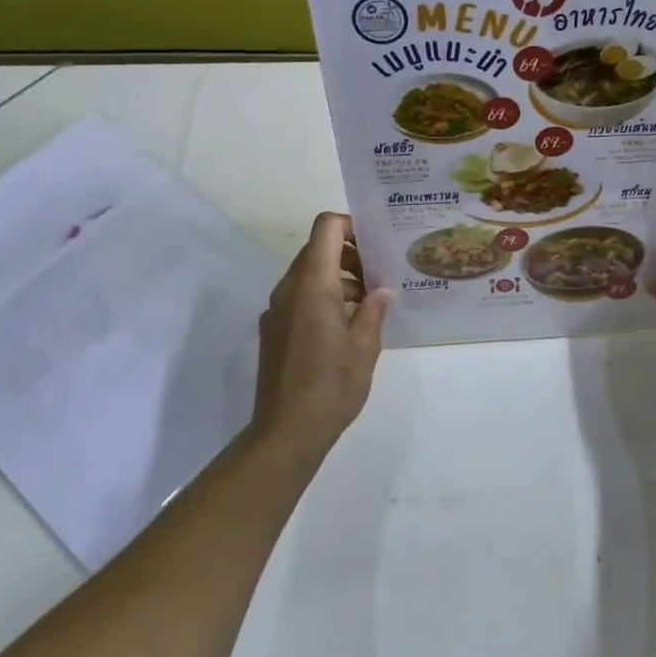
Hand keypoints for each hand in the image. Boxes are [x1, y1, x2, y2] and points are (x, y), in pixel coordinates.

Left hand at [249, 213, 390, 451]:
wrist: (286, 431)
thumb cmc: (331, 386)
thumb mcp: (364, 347)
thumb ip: (373, 311)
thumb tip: (381, 291)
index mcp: (312, 286)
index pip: (325, 228)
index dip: (351, 225)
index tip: (376, 243)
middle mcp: (289, 289)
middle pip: (317, 249)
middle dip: (350, 254)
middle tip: (379, 276)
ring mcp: (277, 309)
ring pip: (308, 273)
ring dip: (338, 278)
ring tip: (369, 304)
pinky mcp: (274, 329)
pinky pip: (299, 296)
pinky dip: (323, 296)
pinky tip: (347, 325)